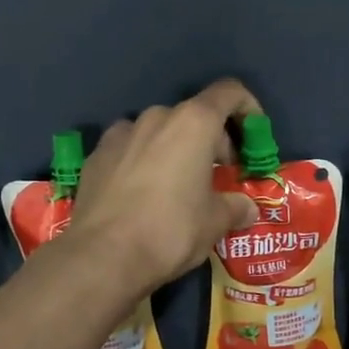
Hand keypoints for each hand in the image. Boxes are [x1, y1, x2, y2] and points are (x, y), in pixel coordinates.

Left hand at [67, 79, 262, 293]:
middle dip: (211, 140)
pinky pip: (128, 149)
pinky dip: (141, 162)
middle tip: (217, 177)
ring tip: (176, 187)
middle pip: (193, 115)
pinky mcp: (95, 155)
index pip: (229, 92)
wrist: (102, 256)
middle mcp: (156, 117)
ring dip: (174, 150)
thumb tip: (246, 208)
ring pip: (158, 132)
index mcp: (193, 123)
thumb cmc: (171, 230)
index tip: (253, 137)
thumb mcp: (215, 223)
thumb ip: (235, 207)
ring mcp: (120, 133)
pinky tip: (140, 195)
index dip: (248, 109)